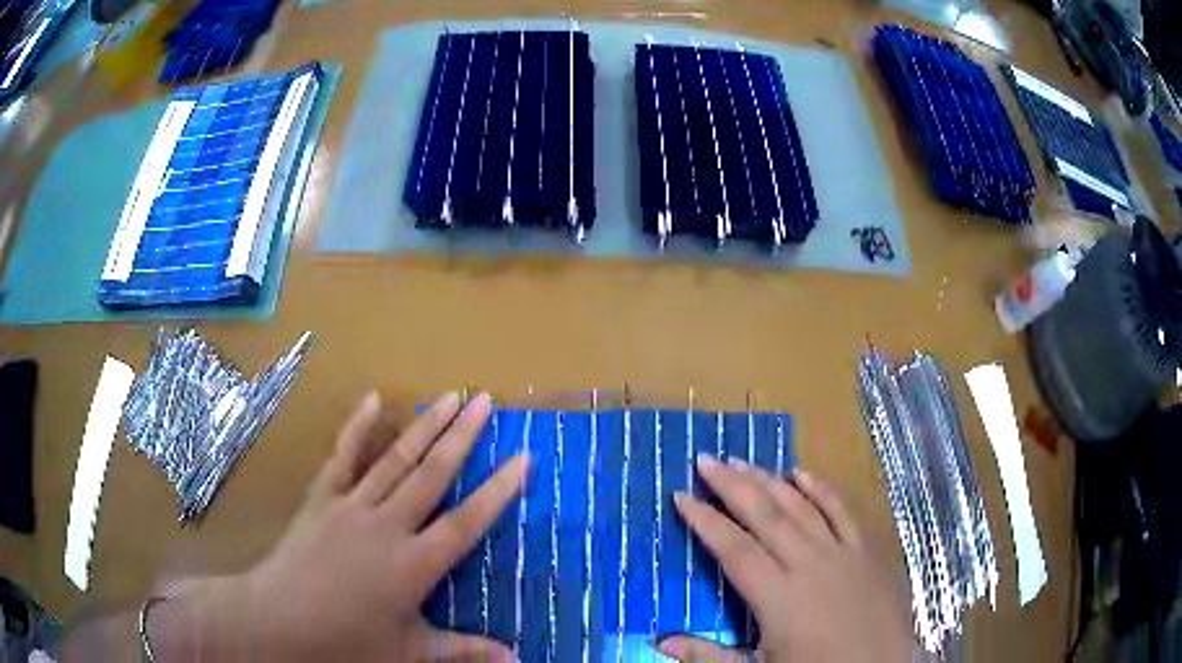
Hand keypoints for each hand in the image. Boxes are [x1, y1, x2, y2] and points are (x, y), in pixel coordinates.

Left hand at [152, 392, 527, 661]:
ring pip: (395, 459)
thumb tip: (516, 658)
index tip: (523, 458)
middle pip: (432, 475)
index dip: (498, 490)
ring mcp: (351, 507)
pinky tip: (373, 400)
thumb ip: (463, 651)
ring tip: (448, 396)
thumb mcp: (410, 653)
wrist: (278, 621)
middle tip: (483, 402)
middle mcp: (387, 526)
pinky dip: (357, 428)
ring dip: (424, 426)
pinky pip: (342, 457)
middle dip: (462, 437)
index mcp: (413, 565)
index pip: (467, 522)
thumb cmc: (346, 642)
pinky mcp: (322, 499)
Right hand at [658, 456, 912, 662]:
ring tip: (743, 460)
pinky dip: (820, 488)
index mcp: (778, 596)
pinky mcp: (866, 549)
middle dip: (731, 486)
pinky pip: (841, 510)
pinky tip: (802, 472)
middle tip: (706, 459)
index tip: (681, 496)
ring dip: (769, 480)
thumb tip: (659, 642)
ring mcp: (841, 552)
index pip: (733, 549)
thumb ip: (708, 655)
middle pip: (764, 516)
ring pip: (800, 506)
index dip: (705, 521)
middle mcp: (808, 563)